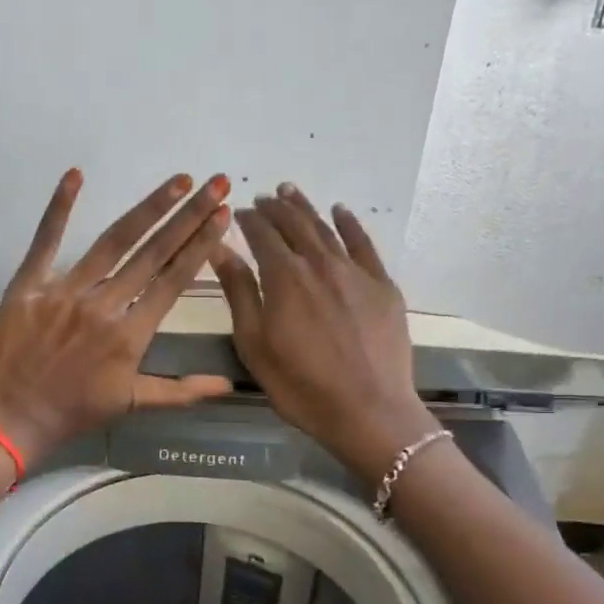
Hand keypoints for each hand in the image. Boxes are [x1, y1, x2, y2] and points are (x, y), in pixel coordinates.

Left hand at [0, 170, 234, 462]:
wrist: (9, 419)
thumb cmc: (72, 412)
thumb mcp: (131, 403)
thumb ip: (181, 391)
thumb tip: (227, 384)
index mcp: (130, 335)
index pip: (173, 281)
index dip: (201, 246)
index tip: (222, 216)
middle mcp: (103, 306)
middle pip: (153, 253)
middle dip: (188, 217)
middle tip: (216, 183)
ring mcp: (64, 291)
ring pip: (113, 242)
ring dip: (148, 209)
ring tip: (177, 181)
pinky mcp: (29, 285)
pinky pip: (46, 240)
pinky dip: (60, 207)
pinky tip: (76, 175)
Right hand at [211, 185, 437, 479]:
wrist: (367, 410)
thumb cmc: (298, 384)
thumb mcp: (253, 343)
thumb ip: (238, 292)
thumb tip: (221, 249)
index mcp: (283, 277)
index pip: (262, 236)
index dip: (249, 220)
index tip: (238, 213)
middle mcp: (319, 263)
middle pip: (295, 225)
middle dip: (276, 208)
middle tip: (263, 197)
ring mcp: (355, 272)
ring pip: (326, 229)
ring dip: (306, 208)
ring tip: (291, 192)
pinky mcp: (382, 286)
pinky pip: (364, 244)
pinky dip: (350, 224)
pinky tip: (341, 212)